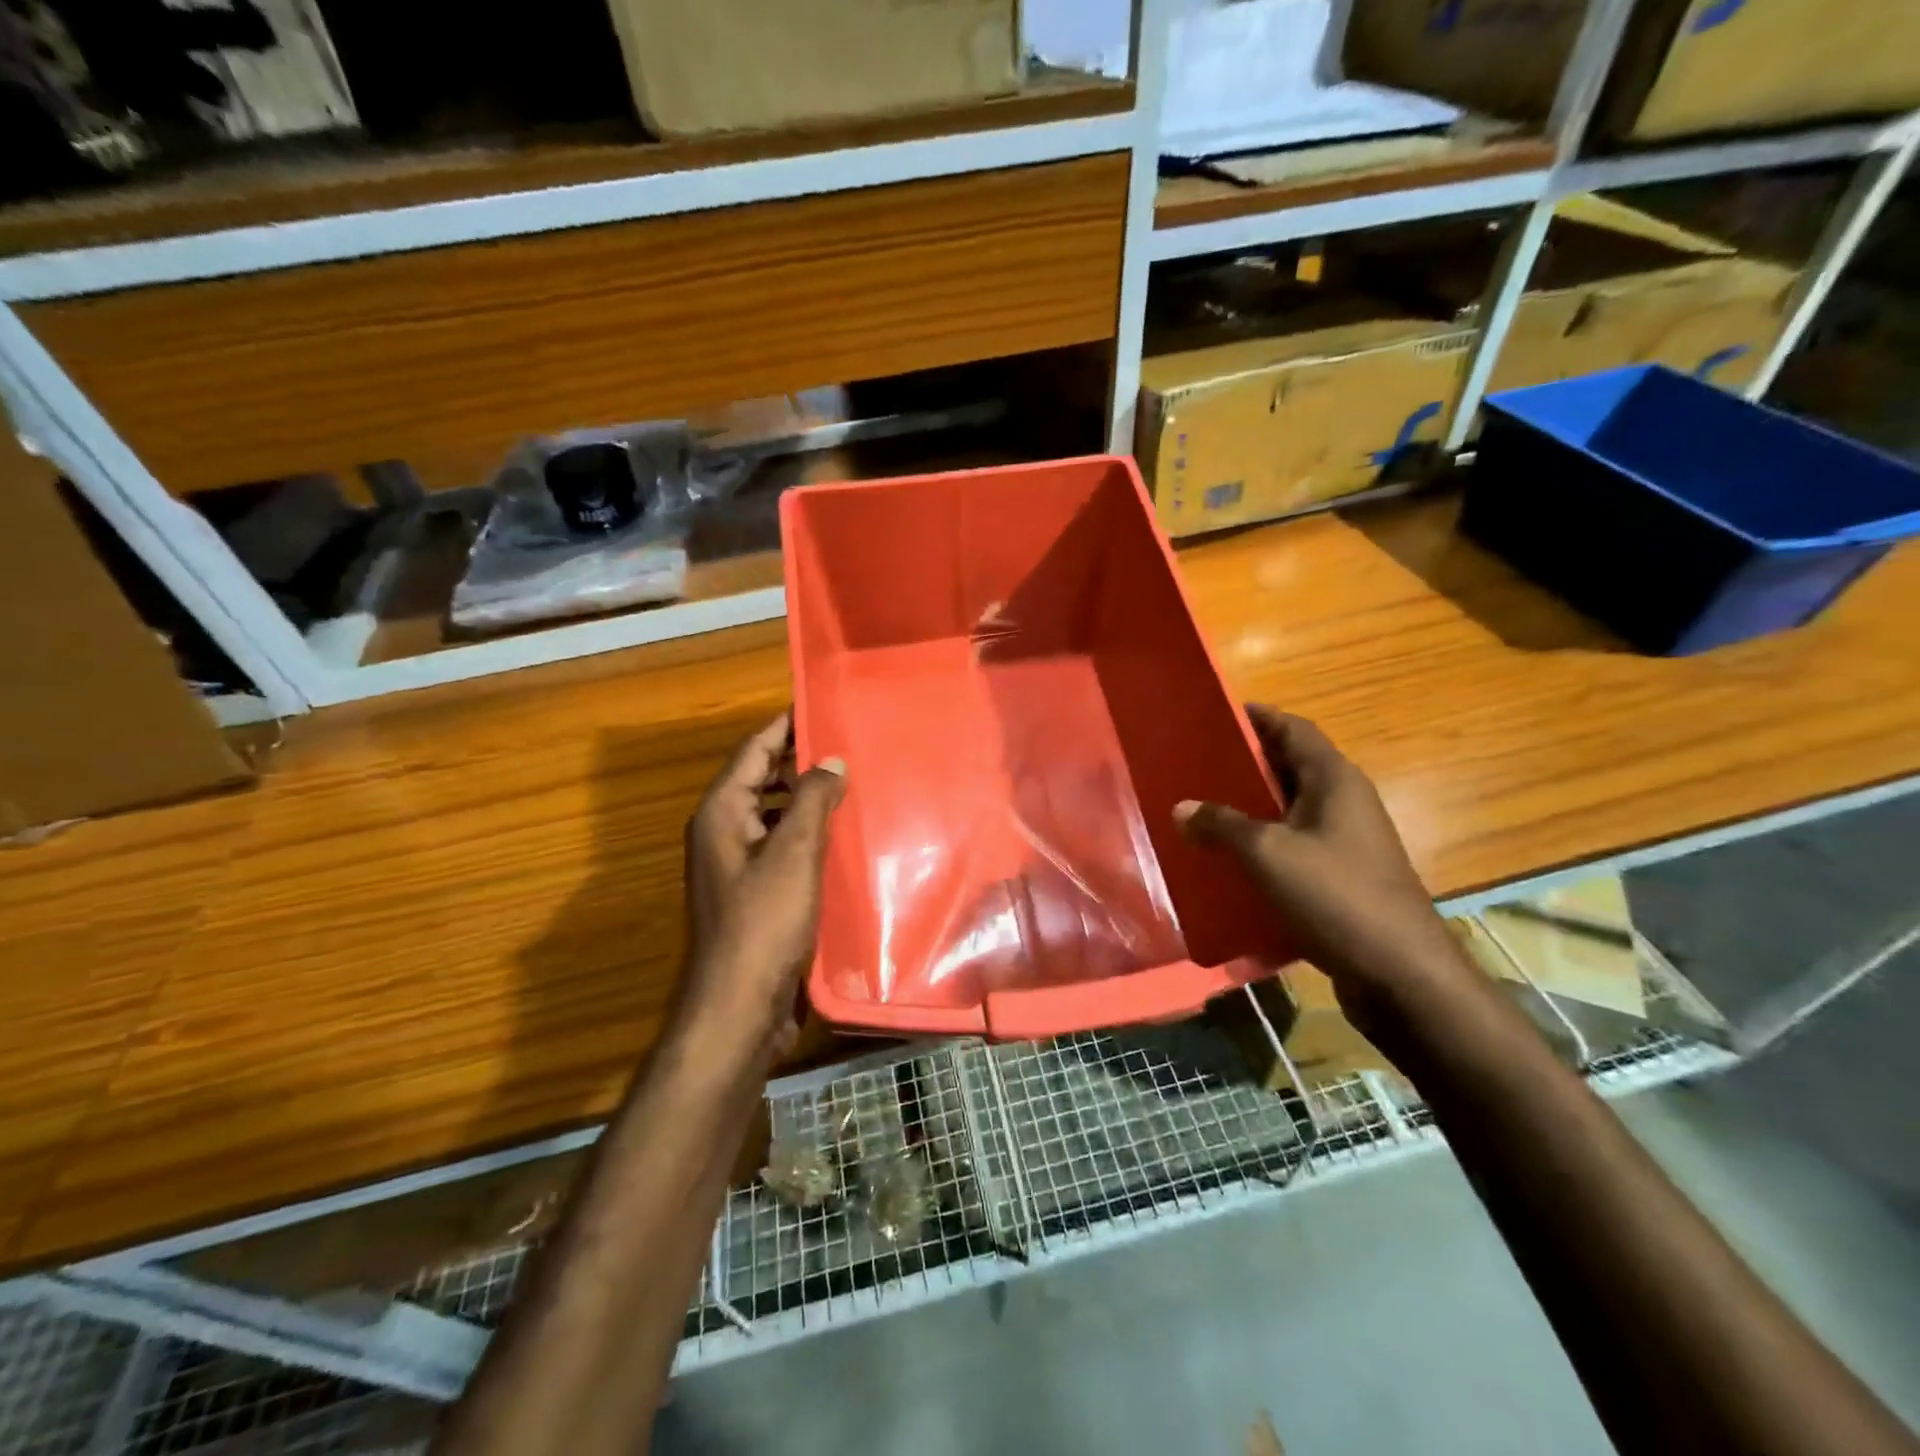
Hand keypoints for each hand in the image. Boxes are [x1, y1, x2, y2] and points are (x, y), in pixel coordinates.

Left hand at [682, 713, 845, 1056]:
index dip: (785, 725)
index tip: (820, 703)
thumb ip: (811, 800)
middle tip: (848, 742)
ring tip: (852, 783)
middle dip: (799, 760)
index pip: (753, 750)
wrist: (739, 1006)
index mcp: (721, 813)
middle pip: (761, 779)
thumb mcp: (793, 853)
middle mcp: (722, 833)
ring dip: (805, 798)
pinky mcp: (754, 894)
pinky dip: (807, 833)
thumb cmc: (763, 922)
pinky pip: (781, 846)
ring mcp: (736, 866)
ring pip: (773, 814)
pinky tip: (842, 836)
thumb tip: (830, 759)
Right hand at [1174, 707, 1477, 1030]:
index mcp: (1335, 780)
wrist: (1400, 973)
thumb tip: (1182, 808)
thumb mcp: (1267, 853)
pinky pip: (1296, 845)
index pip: (1294, 729)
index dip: (1259, 718)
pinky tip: (1231, 859)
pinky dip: (1265, 843)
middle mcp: (1345, 802)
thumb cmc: (1336, 895)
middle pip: (1292, 767)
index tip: (1219, 713)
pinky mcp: (1343, 877)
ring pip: (1292, 809)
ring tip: (1205, 807)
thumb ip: (1222, 825)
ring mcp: (1348, 842)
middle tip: (1199, 762)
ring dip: (1254, 806)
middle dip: (1248, 762)